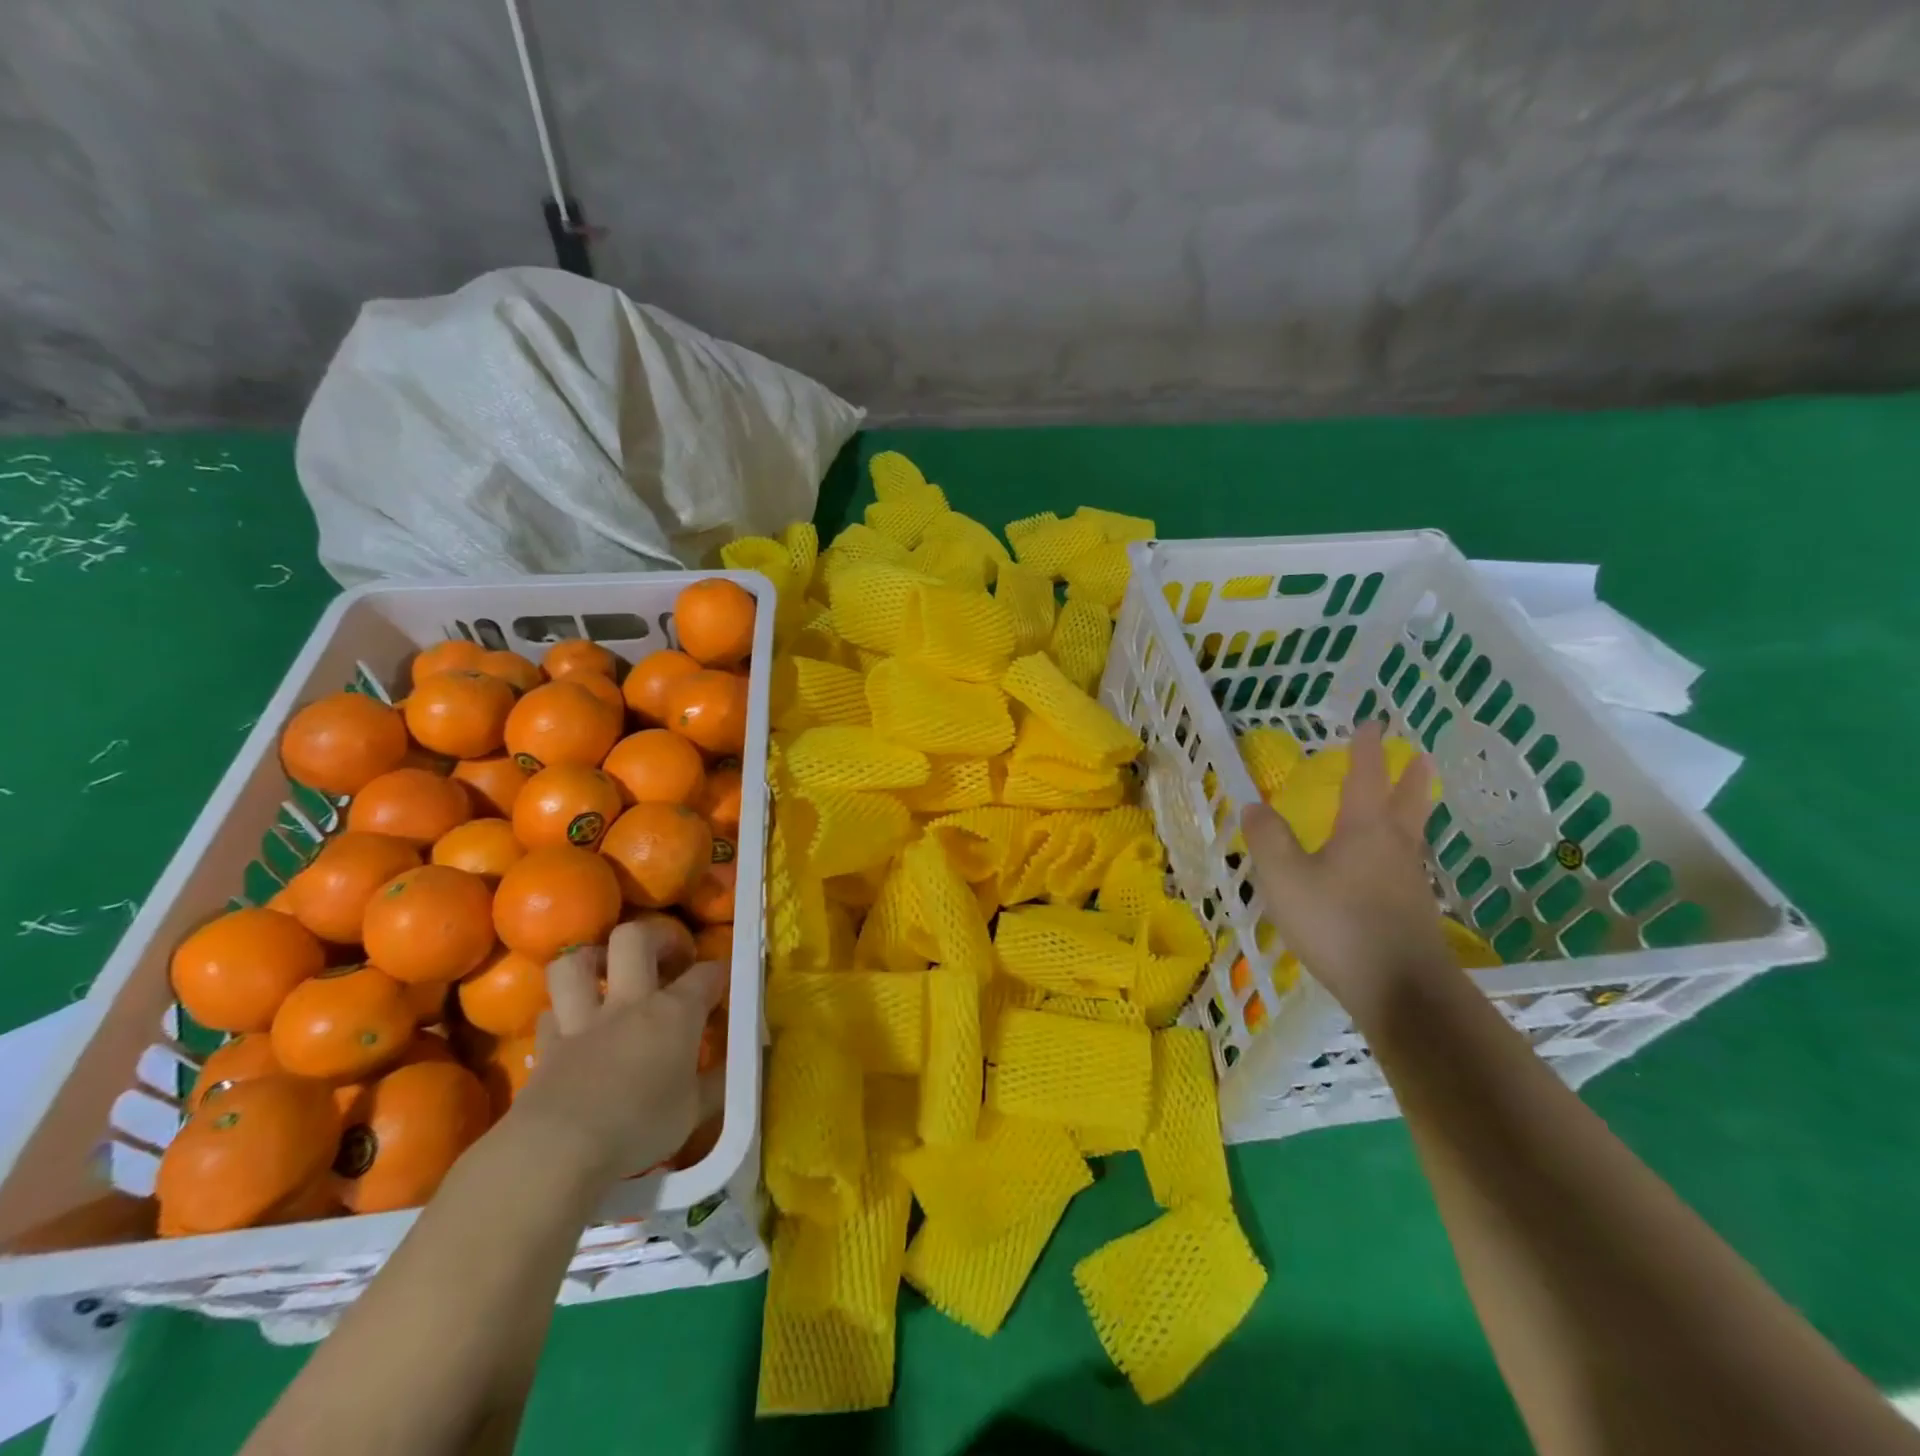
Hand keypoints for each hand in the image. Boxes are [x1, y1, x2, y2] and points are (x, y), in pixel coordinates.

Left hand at [502, 919, 725, 1186]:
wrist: (558, 1150)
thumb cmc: (639, 1128)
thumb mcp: (694, 1112)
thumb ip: (717, 1084)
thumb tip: (736, 1069)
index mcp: (675, 1013)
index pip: (707, 974)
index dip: (718, 973)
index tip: (722, 985)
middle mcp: (630, 1002)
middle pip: (635, 938)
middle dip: (654, 938)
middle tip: (664, 957)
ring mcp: (583, 1020)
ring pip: (575, 963)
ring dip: (590, 962)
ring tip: (606, 974)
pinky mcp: (547, 1045)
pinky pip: (549, 1012)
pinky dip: (561, 1013)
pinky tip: (572, 1026)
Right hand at [1240, 719, 1454, 1025]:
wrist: (1400, 990)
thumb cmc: (1338, 923)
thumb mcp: (1286, 878)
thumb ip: (1268, 839)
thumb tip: (1255, 804)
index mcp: (1364, 830)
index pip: (1365, 778)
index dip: (1366, 750)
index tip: (1372, 724)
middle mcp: (1394, 847)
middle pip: (1407, 802)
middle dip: (1409, 777)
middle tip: (1419, 756)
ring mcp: (1409, 881)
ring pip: (1412, 834)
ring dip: (1412, 811)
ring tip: (1408, 803)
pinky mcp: (1414, 912)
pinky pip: (1407, 864)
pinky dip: (1401, 849)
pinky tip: (1390, 866)